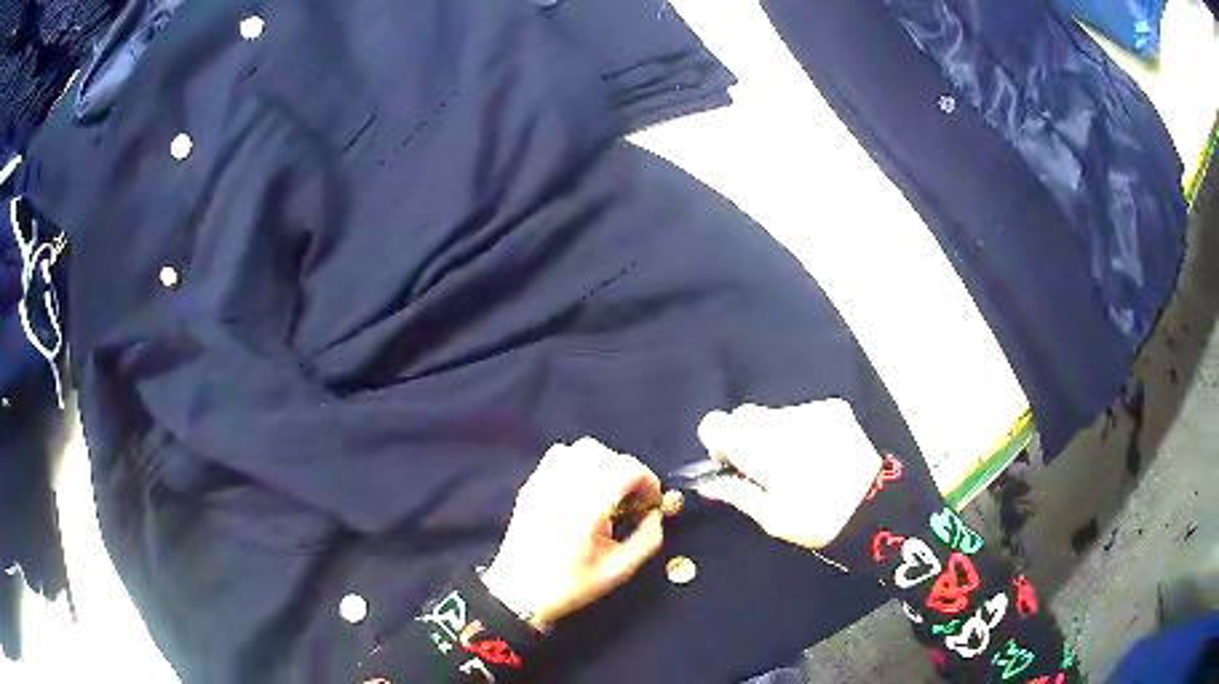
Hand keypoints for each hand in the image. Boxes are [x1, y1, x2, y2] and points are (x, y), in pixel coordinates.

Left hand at [481, 438, 664, 629]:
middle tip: (632, 500)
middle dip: (627, 472)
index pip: (627, 468)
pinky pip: (559, 457)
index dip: (647, 480)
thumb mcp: (618, 570)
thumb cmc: (570, 584)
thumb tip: (655, 516)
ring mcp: (543, 482)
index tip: (652, 502)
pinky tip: (581, 492)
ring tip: (607, 493)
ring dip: (602, 464)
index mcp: (588, 506)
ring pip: (581, 450)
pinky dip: (578, 464)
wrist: (518, 592)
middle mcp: (565, 486)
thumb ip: (647, 540)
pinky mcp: (531, 485)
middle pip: (605, 454)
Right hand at [694, 399, 880, 549]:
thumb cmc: (817, 520)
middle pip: (745, 415)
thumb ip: (736, 493)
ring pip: (775, 414)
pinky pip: (802, 413)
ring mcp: (812, 411)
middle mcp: (784, 421)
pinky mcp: (834, 409)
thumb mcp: (771, 518)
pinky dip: (801, 429)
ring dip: (775, 433)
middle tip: (762, 468)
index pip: (717, 423)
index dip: (718, 441)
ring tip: (798, 463)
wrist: (875, 507)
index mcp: (762, 450)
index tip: (730, 462)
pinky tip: (818, 453)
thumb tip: (708, 482)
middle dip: (746, 437)